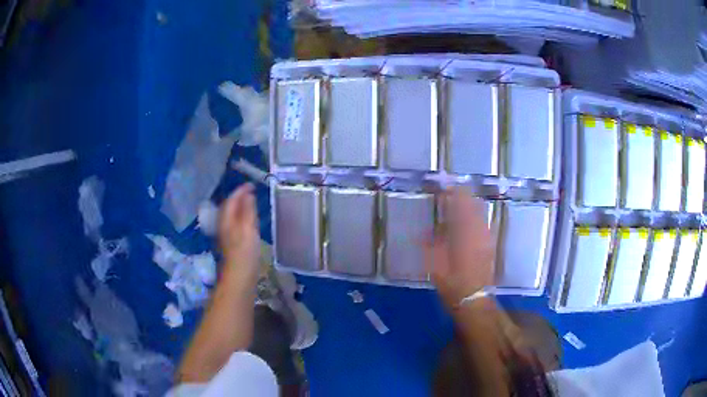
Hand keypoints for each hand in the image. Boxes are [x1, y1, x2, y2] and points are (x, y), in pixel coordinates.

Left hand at [218, 183, 260, 282]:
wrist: (239, 277)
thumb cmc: (245, 252)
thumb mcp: (248, 228)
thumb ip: (248, 210)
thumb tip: (248, 194)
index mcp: (226, 219)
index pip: (232, 199)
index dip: (241, 190)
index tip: (252, 184)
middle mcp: (223, 224)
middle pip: (229, 206)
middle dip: (238, 197)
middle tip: (251, 192)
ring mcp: (226, 235)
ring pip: (231, 215)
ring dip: (239, 207)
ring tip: (250, 203)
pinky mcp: (231, 243)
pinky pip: (234, 223)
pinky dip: (240, 217)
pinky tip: (247, 221)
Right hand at [425, 188, 495, 308]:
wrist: (474, 301)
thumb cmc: (452, 283)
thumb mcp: (435, 264)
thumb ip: (432, 243)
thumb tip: (428, 230)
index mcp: (465, 233)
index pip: (462, 204)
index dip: (453, 192)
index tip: (443, 187)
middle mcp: (479, 232)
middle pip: (474, 205)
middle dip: (462, 196)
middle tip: (448, 194)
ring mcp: (486, 238)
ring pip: (479, 214)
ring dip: (468, 206)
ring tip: (455, 207)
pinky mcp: (489, 246)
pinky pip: (482, 224)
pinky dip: (473, 218)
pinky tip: (464, 224)